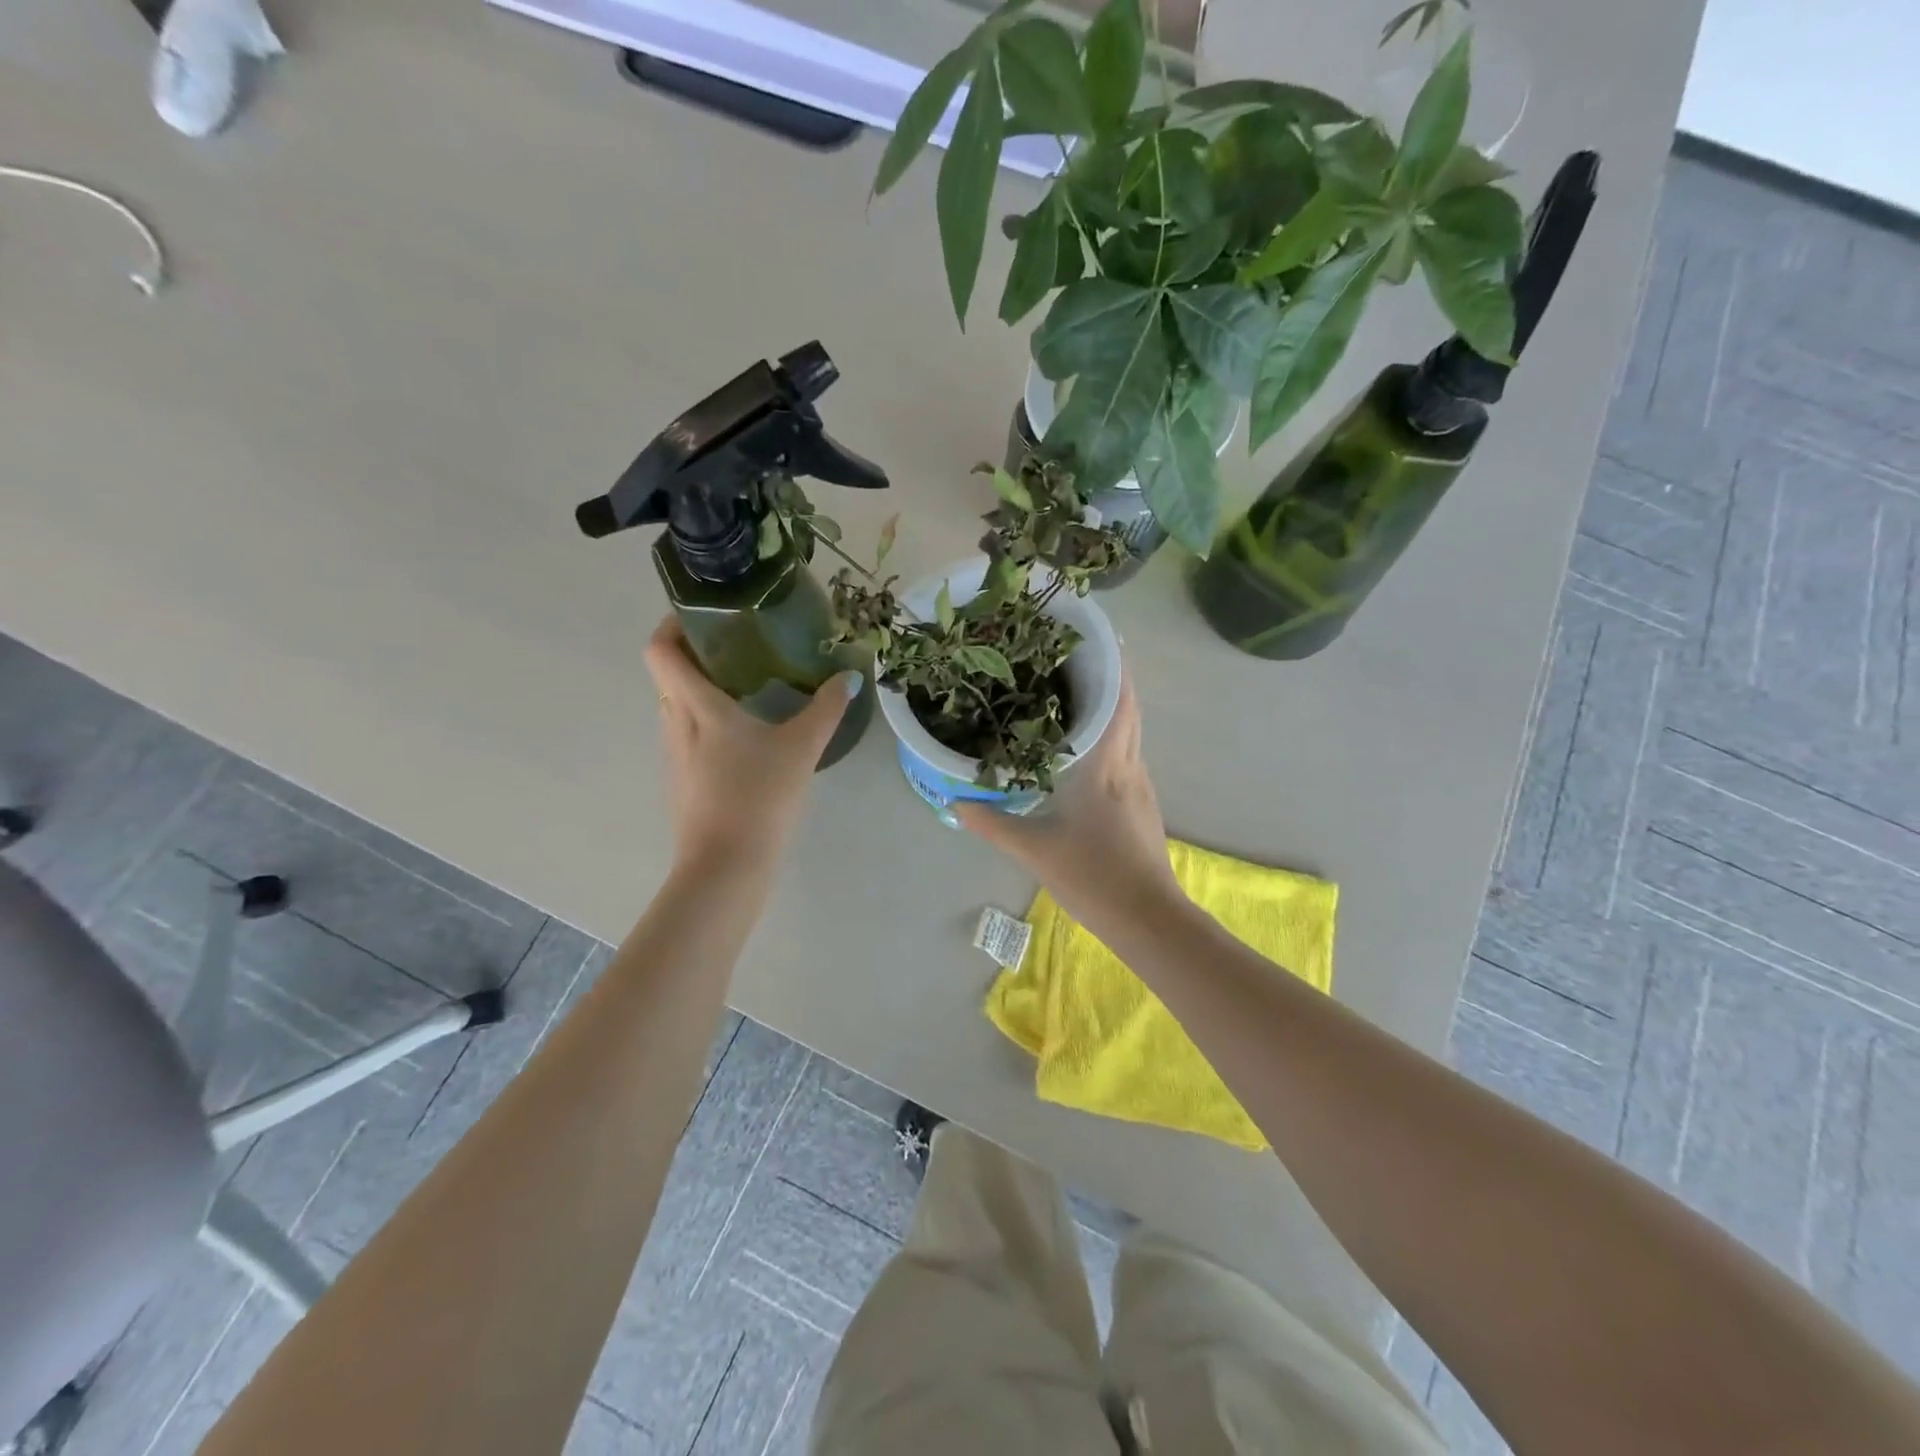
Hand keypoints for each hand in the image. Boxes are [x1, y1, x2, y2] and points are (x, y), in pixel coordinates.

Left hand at [644, 618, 859, 876]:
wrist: (726, 866)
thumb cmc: (759, 796)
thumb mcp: (802, 748)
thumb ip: (826, 708)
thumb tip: (849, 677)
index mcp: (696, 706)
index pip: (660, 651)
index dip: (673, 625)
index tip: (704, 615)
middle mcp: (675, 724)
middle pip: (669, 676)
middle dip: (697, 655)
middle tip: (739, 647)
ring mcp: (675, 757)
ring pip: (678, 708)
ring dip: (701, 691)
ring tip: (746, 688)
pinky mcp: (682, 782)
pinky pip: (687, 737)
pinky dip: (707, 724)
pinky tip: (745, 739)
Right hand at [956, 672, 1180, 930]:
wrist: (1148, 919)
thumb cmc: (1092, 876)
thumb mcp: (1034, 850)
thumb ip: (993, 823)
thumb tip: (956, 801)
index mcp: (1107, 768)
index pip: (1119, 704)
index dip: (1115, 668)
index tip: (1101, 639)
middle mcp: (1130, 767)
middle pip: (1130, 711)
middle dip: (1114, 680)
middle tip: (1080, 658)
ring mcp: (1141, 787)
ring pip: (1131, 733)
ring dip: (1113, 708)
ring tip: (1078, 693)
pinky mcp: (1143, 806)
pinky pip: (1128, 756)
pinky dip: (1113, 738)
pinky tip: (1088, 748)